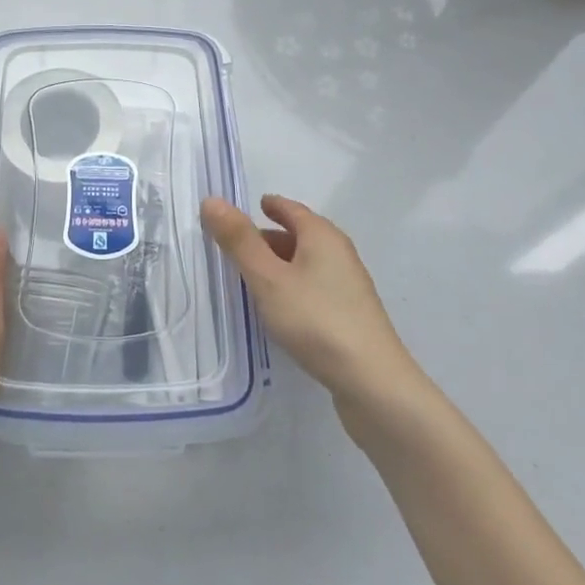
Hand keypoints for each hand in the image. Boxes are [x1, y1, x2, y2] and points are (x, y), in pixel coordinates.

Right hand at [200, 194, 421, 435]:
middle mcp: (339, 254)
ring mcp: (348, 287)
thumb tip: (212, 200)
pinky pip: (313, 288)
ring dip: (280, 265)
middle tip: (236, 246)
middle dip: (269, 237)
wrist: (373, 384)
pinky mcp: (350, 317)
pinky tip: (278, 309)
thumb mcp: (268, 278)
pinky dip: (292, 287)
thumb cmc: (316, 320)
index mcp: (322, 236)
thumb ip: (239, 241)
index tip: (246, 208)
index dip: (269, 206)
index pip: (291, 209)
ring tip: (250, 278)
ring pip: (306, 264)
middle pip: (299, 235)